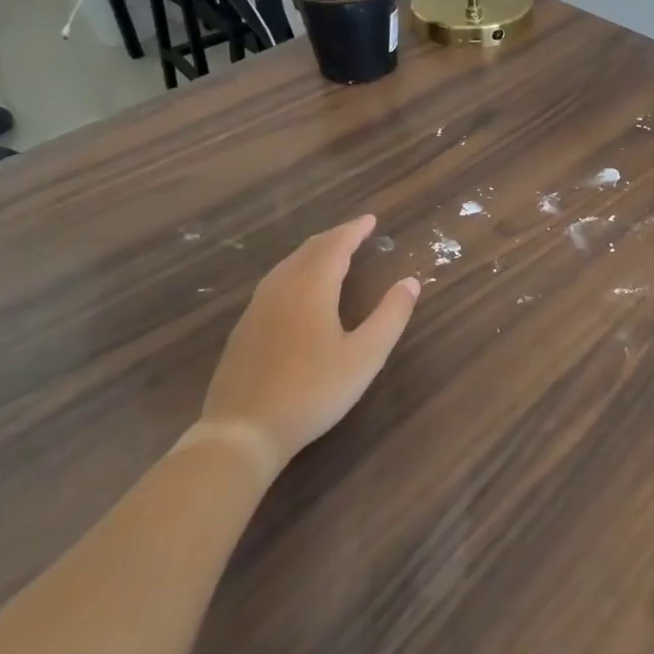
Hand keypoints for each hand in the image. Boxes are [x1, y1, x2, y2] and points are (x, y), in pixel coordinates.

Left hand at [200, 215, 419, 474]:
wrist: (243, 432)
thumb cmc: (313, 391)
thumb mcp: (365, 356)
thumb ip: (390, 316)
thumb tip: (410, 281)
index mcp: (311, 288)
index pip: (335, 246)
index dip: (354, 230)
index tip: (371, 220)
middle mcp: (281, 289)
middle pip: (308, 251)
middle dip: (334, 237)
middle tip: (355, 232)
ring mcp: (256, 309)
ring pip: (286, 266)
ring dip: (312, 252)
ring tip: (330, 253)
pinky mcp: (243, 330)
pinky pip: (273, 283)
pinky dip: (293, 271)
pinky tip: (296, 289)